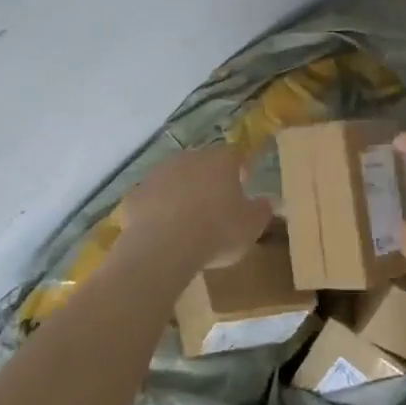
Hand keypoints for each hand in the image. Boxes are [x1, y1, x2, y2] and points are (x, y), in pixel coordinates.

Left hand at [120, 143, 272, 270]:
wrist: (163, 247)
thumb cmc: (217, 232)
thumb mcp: (251, 227)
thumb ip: (262, 210)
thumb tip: (270, 201)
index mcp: (220, 161)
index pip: (235, 156)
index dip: (240, 169)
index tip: (244, 185)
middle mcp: (189, 158)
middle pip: (203, 164)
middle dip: (209, 180)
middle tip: (216, 205)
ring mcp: (158, 174)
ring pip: (175, 179)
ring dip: (182, 193)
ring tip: (188, 221)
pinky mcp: (136, 194)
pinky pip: (152, 199)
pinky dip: (158, 210)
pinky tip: (163, 232)